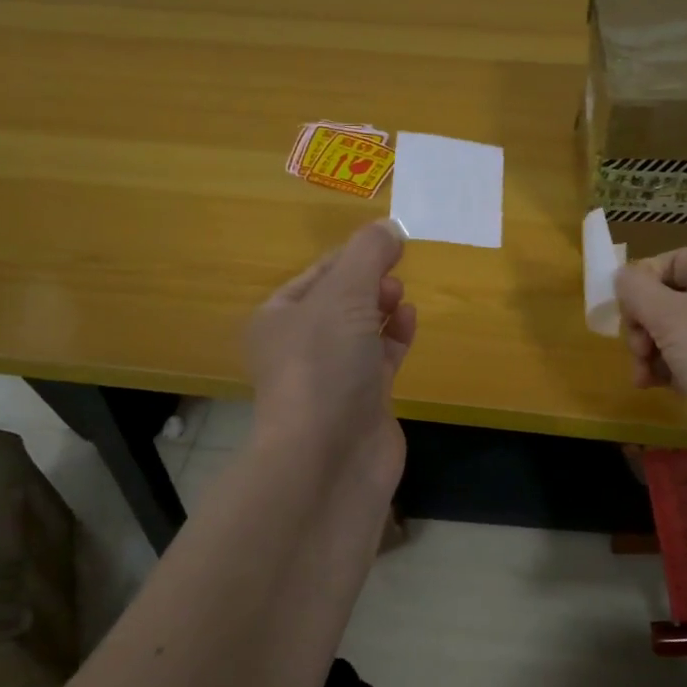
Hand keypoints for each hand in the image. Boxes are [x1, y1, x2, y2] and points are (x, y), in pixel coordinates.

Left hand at [244, 219, 416, 493]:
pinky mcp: (363, 402)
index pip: (318, 274)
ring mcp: (332, 377)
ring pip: (361, 330)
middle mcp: (300, 347)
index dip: (351, 255)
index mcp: (278, 318)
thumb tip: (389, 227)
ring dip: (382, 308)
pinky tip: (409, 321)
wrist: (328, 459)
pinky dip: (395, 337)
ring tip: (400, 294)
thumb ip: (368, 254)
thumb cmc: (323, 365)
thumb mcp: (344, 295)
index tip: (388, 241)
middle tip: (392, 273)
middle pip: (341, 301)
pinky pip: (381, 359)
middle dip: (368, 282)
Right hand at [614, 248, 686, 471]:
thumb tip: (620, 277)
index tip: (627, 321)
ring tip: (645, 378)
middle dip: (642, 327)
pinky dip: (669, 370)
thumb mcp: (671, 317)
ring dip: (650, 353)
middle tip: (640, 353)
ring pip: (671, 332)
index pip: (663, 263)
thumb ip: (637, 291)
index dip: (638, 290)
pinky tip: (661, 387)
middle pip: (664, 298)